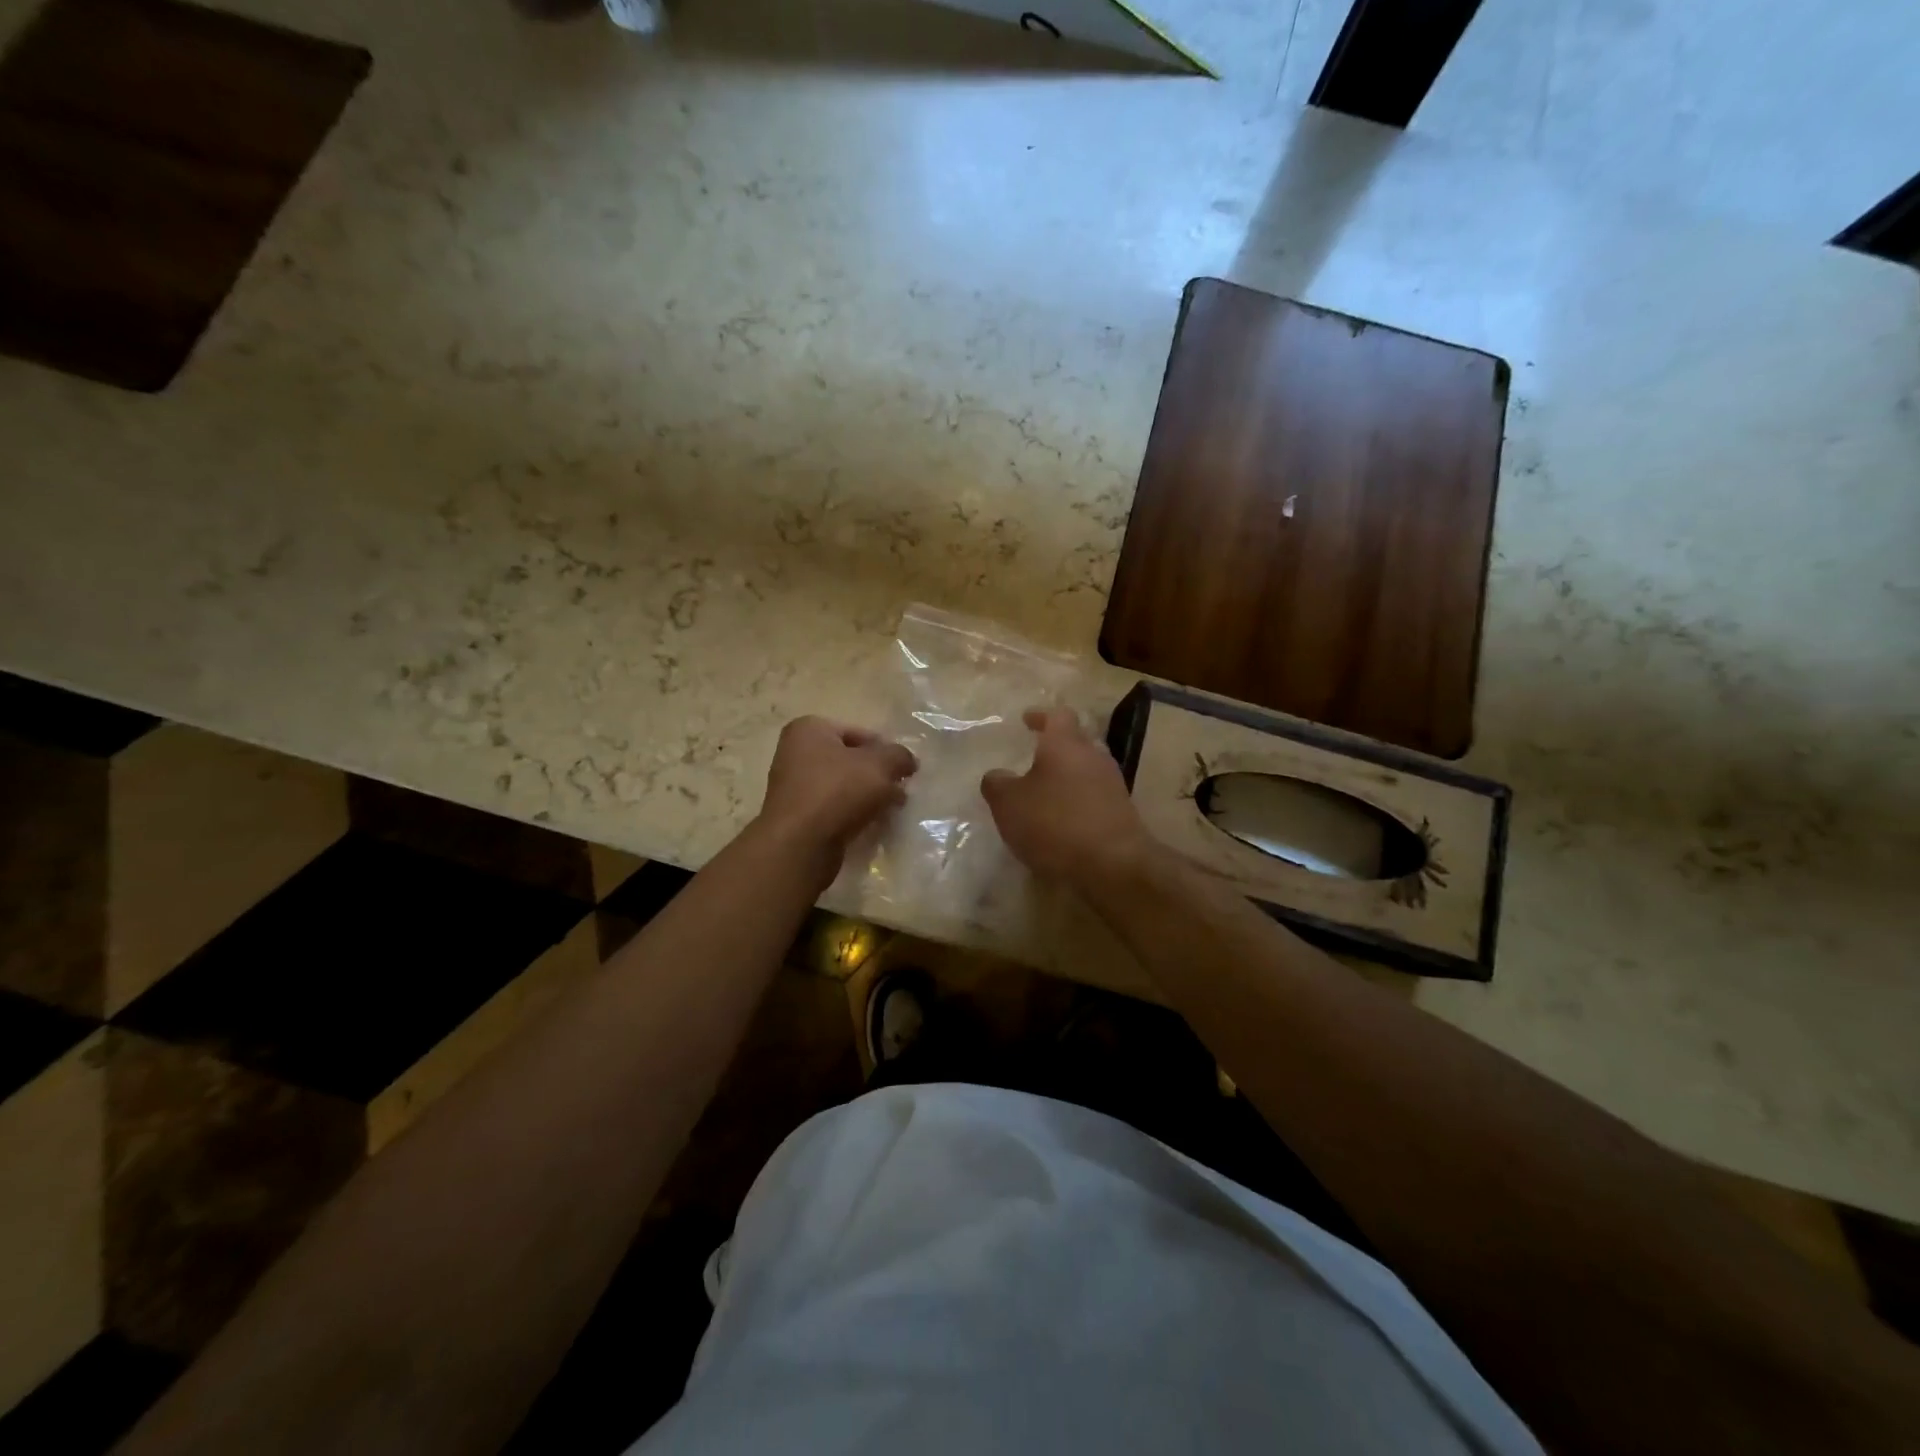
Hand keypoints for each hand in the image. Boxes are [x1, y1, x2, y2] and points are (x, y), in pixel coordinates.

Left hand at [755, 717, 916, 888]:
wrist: (800, 845)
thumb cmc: (838, 791)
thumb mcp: (880, 765)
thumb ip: (899, 756)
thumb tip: (908, 761)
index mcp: (809, 729)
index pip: (859, 733)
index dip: (886, 751)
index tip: (905, 771)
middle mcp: (795, 753)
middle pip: (850, 761)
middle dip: (878, 776)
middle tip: (901, 792)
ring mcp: (793, 787)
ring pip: (843, 787)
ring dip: (868, 797)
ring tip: (891, 812)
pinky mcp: (797, 817)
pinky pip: (833, 810)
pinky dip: (853, 815)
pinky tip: (872, 827)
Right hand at [981, 707, 1151, 888]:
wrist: (1113, 863)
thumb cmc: (1055, 823)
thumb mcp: (1009, 804)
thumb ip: (997, 784)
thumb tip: (996, 776)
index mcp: (1065, 744)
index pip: (1057, 715)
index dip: (1040, 716)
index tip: (1027, 720)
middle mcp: (1093, 756)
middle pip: (1076, 742)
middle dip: (1055, 749)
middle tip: (1033, 760)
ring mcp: (1112, 784)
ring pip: (1086, 770)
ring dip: (1067, 777)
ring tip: (1045, 795)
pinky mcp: (1122, 812)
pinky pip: (1095, 796)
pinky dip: (1078, 802)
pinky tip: (1063, 821)